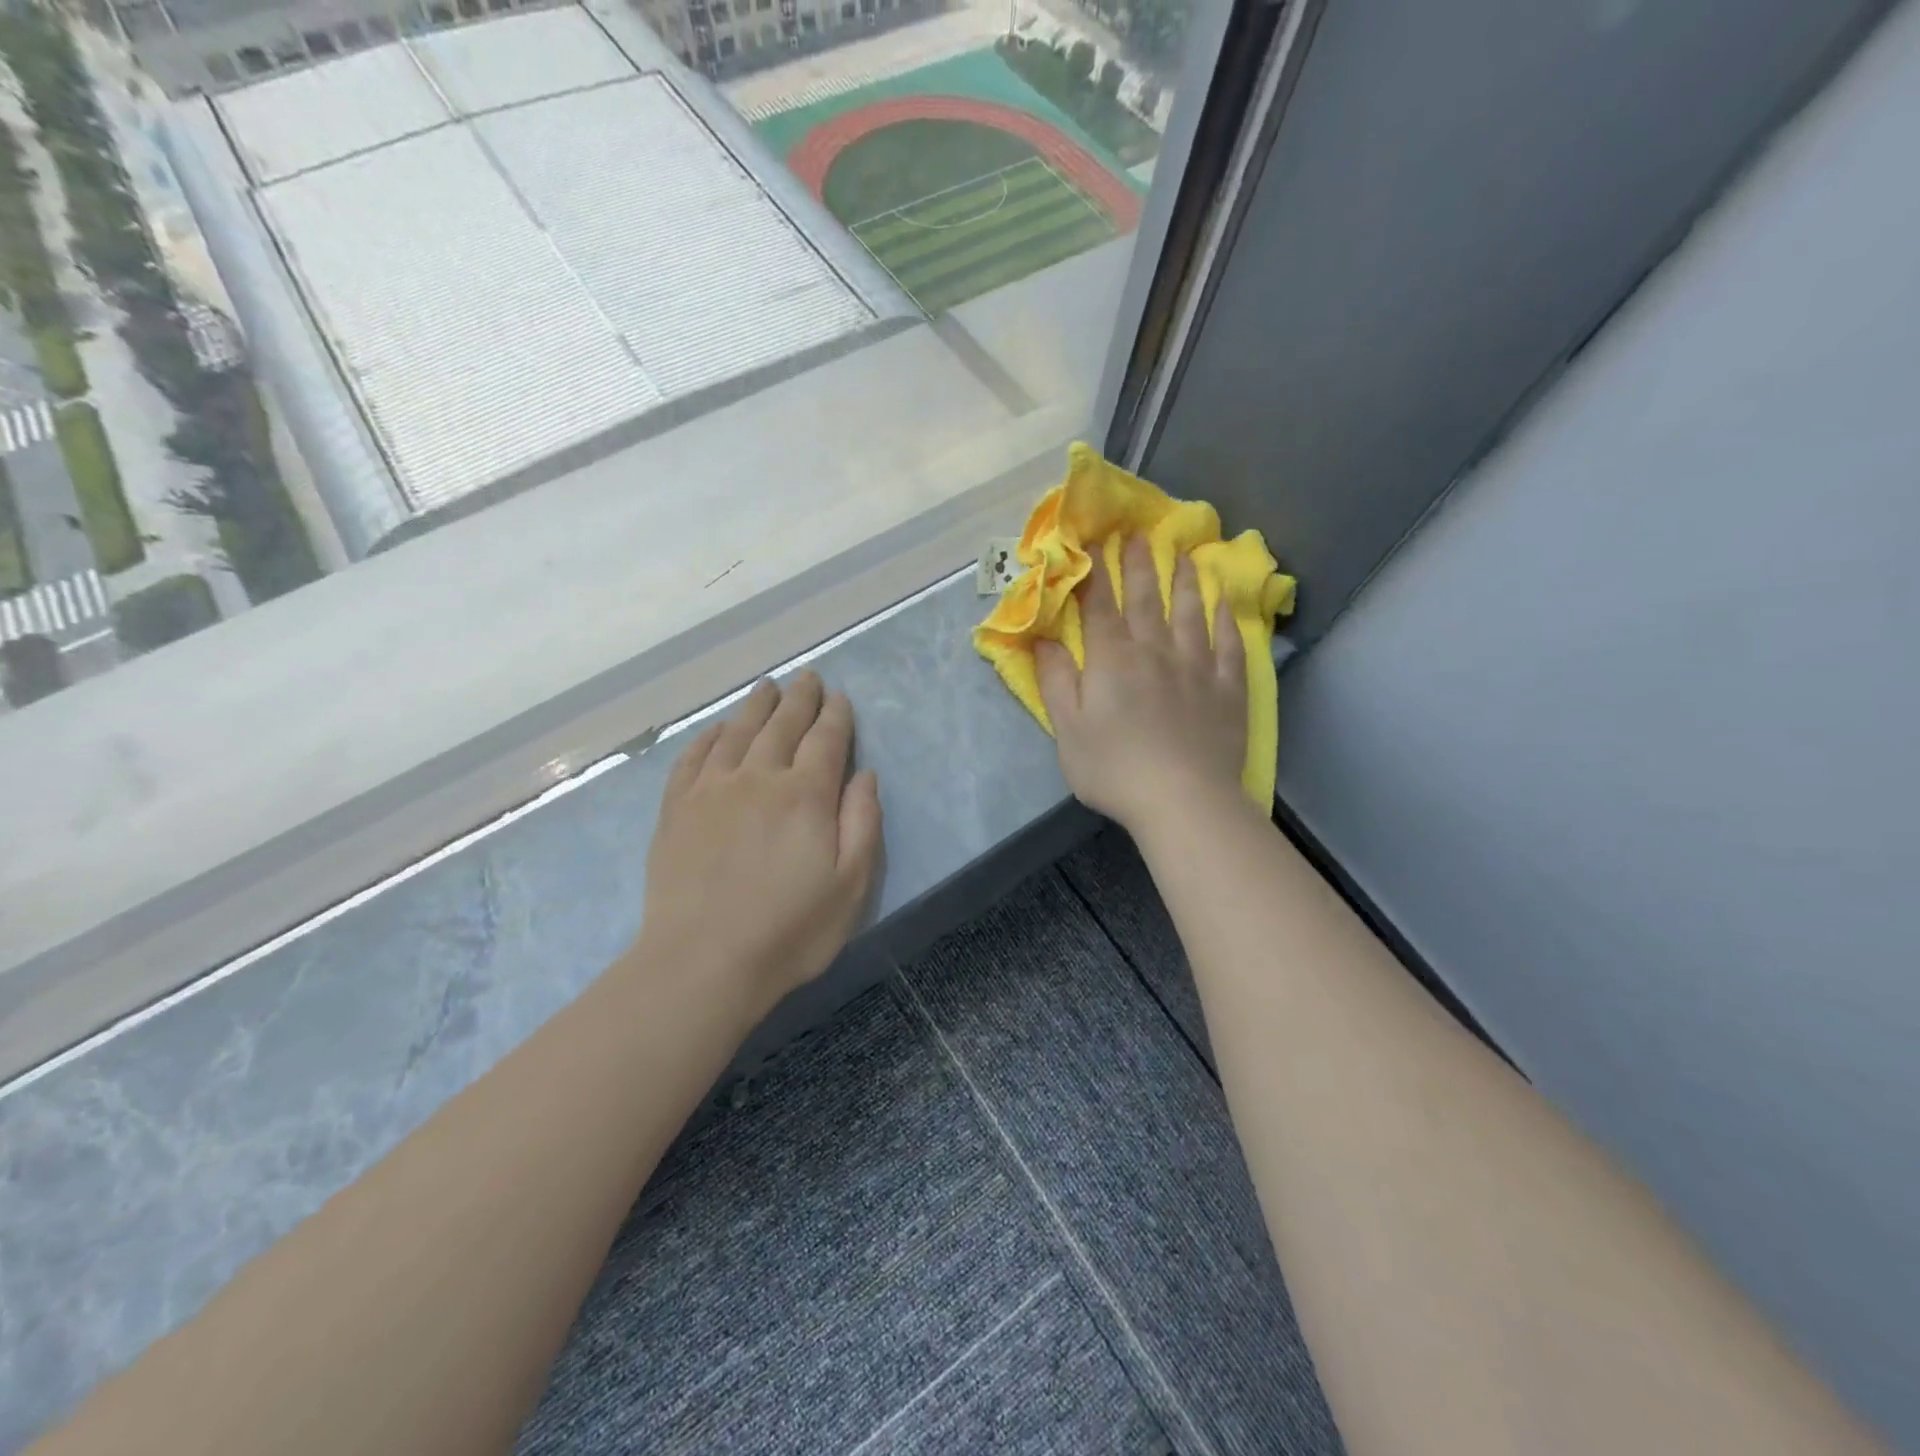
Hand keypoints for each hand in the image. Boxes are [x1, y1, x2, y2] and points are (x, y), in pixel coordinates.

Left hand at [636, 672, 882, 1017]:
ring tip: (768, 688)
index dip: (836, 715)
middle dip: (800, 698)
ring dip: (756, 705)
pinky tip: (717, 729)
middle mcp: (759, 778)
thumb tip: (865, 774)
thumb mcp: (851, 884)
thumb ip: (862, 823)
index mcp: (806, 794)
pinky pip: (694, 757)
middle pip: (782, 725)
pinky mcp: (677, 809)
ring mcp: (712, 790)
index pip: (826, 739)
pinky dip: (709, 736)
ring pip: (738, 731)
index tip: (840, 697)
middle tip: (808, 677)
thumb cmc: (789, 930)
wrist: (702, 962)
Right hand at [1036, 535, 1247, 834]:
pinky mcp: (1227, 689)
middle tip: (1141, 533)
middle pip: (1148, 599)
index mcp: (1113, 660)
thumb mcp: (1068, 730)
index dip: (1096, 572)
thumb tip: (1042, 640)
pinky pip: (1229, 645)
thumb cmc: (1114, 769)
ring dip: (1187, 581)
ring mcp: (1197, 667)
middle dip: (1141, 564)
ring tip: (1186, 556)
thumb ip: (1055, 681)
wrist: (1183, 799)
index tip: (1094, 542)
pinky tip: (1225, 604)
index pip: (1101, 605)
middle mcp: (1156, 651)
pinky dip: (1226, 620)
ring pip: (1192, 613)